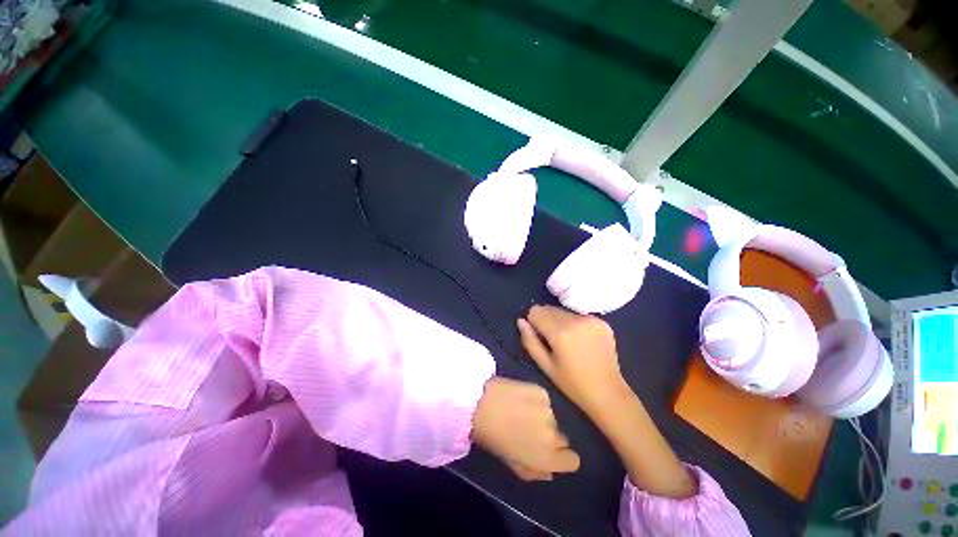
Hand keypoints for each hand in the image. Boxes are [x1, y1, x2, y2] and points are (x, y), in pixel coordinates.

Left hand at [472, 377, 580, 480]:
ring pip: (552, 417)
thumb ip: (533, 471)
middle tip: (530, 430)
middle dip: (550, 436)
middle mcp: (553, 435)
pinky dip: (536, 400)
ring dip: (541, 417)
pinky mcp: (541, 391)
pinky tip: (521, 398)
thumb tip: (549, 472)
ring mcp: (549, 410)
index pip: (573, 461)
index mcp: (546, 458)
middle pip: (562, 438)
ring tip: (521, 412)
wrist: (480, 403)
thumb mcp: (510, 462)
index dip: (563, 457)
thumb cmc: (492, 437)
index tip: (551, 452)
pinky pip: (544, 399)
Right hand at [517, 305, 629, 420]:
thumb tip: (521, 321)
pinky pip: (578, 315)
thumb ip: (530, 341)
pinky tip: (581, 339)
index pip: (536, 311)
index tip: (540, 337)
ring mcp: (591, 319)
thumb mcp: (545, 365)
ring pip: (564, 311)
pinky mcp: (602, 321)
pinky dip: (575, 323)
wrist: (608, 393)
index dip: (533, 322)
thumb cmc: (572, 383)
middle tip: (554, 341)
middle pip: (549, 308)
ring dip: (560, 321)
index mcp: (560, 332)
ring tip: (568, 341)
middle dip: (546, 321)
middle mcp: (576, 320)